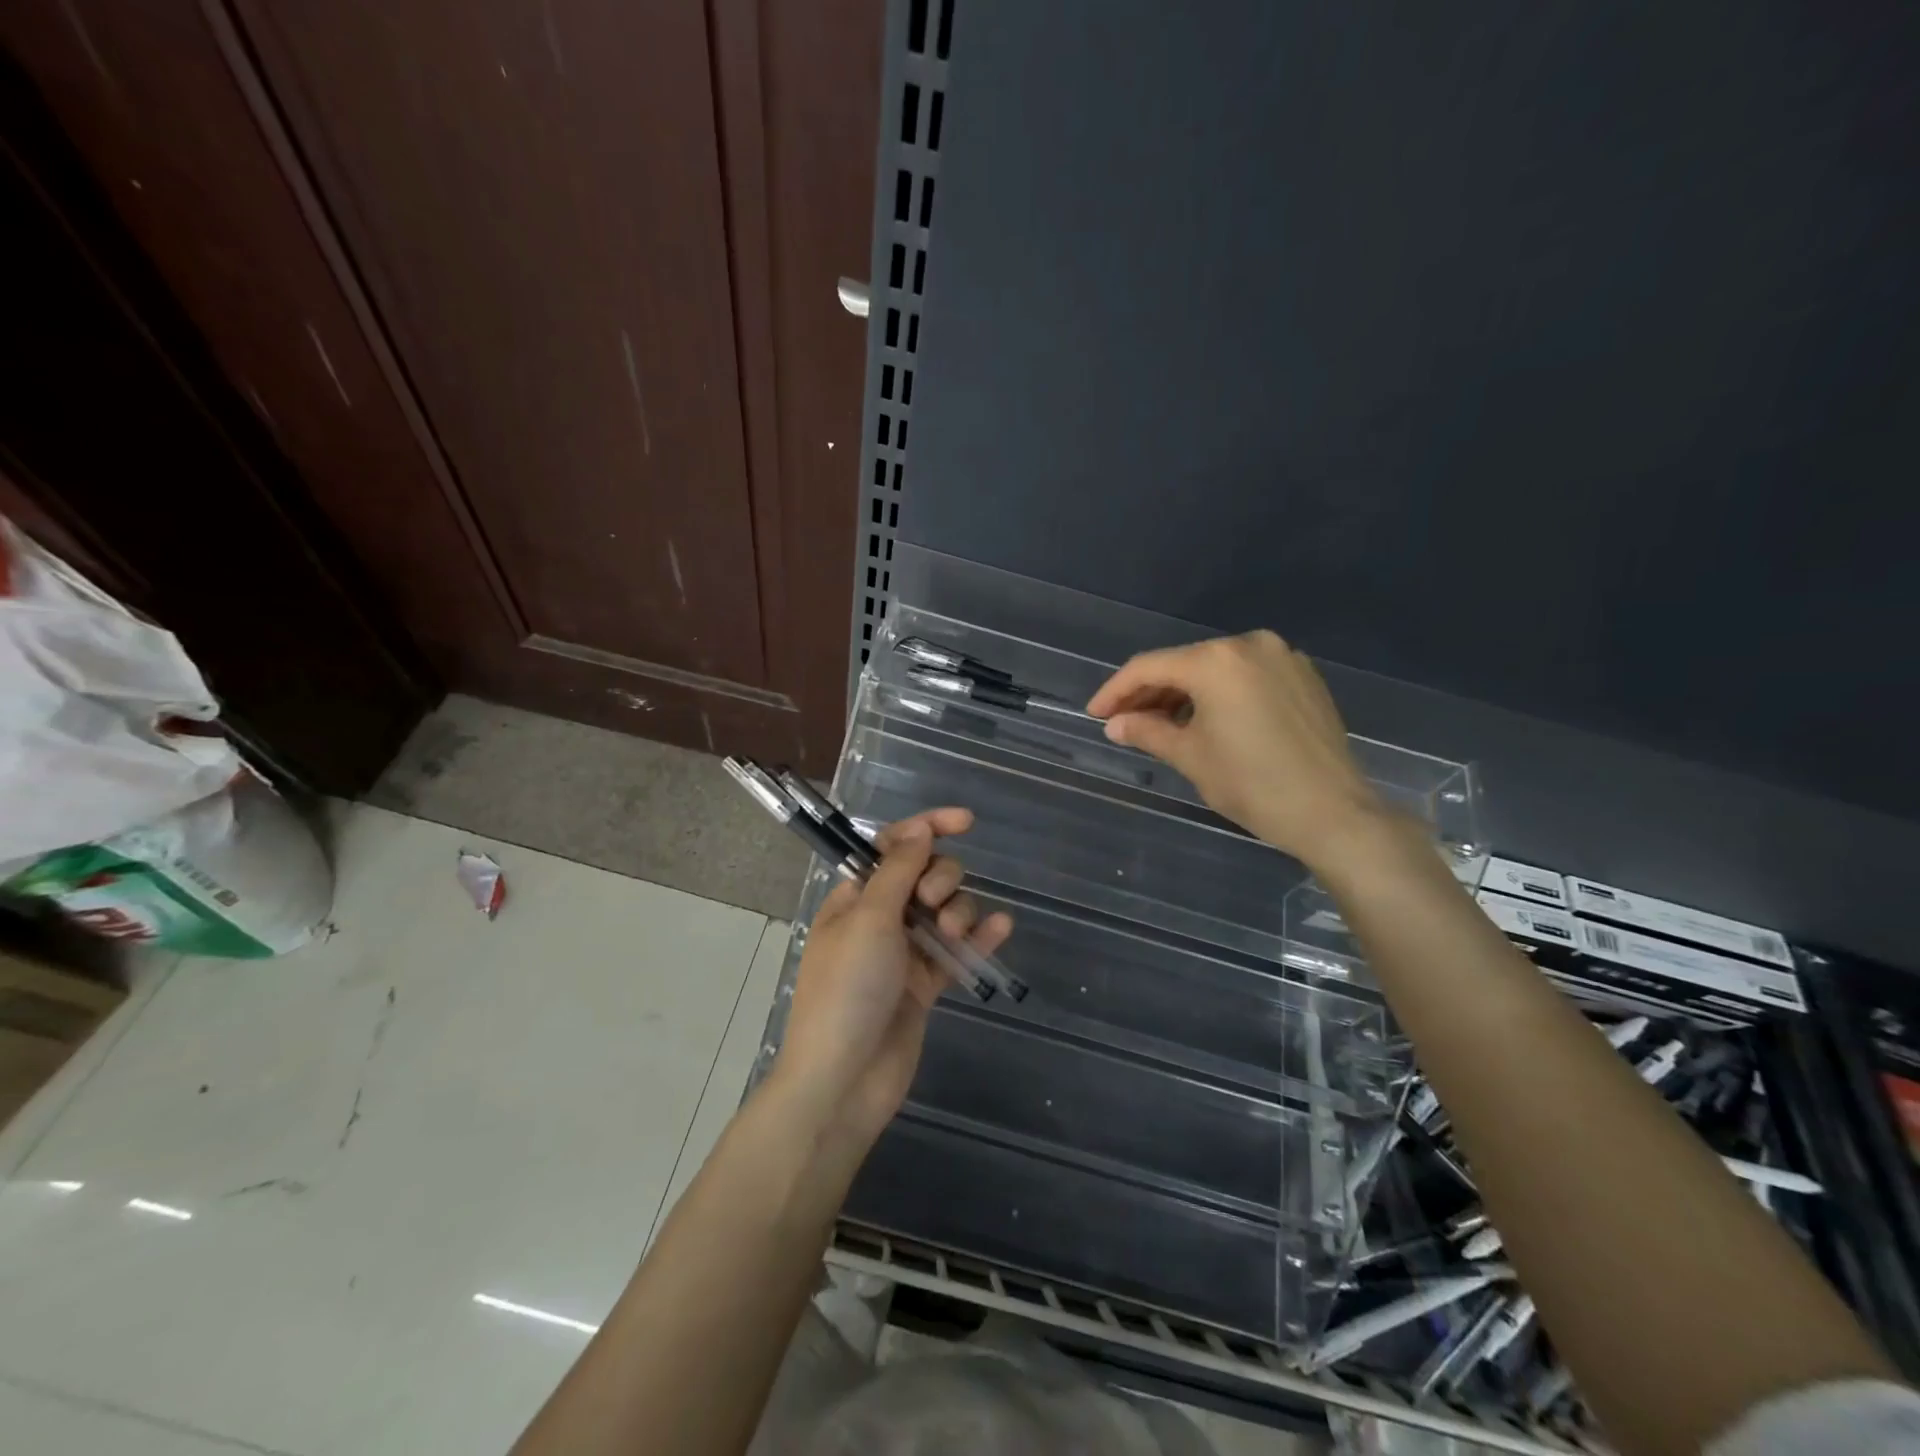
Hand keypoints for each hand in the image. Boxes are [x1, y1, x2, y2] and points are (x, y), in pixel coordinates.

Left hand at [774, 808, 1012, 1143]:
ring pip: (946, 911)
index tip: (965, 821)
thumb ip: (899, 870)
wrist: (843, 1079)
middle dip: (941, 879)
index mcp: (855, 896)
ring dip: (959, 911)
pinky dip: (980, 938)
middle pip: (926, 876)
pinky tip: (1002, 928)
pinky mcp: (926, 984)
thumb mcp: (869, 918)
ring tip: (953, 935)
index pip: (894, 847)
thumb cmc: (846, 989)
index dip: (927, 828)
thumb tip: (919, 828)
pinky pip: (958, 951)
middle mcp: (880, 918)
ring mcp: (905, 952)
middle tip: (931, 904)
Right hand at [1086, 630, 1384, 865]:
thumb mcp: (1191, 757)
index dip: (1116, 691)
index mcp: (1216, 661)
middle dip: (1150, 692)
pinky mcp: (1303, 675)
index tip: (1095, 714)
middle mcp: (1249, 645)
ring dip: (1184, 692)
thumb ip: (1147, 731)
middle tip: (1123, 721)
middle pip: (1183, 663)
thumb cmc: (1253, 784)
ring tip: (1161, 724)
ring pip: (1215, 668)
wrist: (1334, 813)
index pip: (1149, 667)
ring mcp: (1282, 657)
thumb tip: (1114, 724)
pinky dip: (1219, 693)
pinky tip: (1206, 719)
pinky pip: (1246, 676)